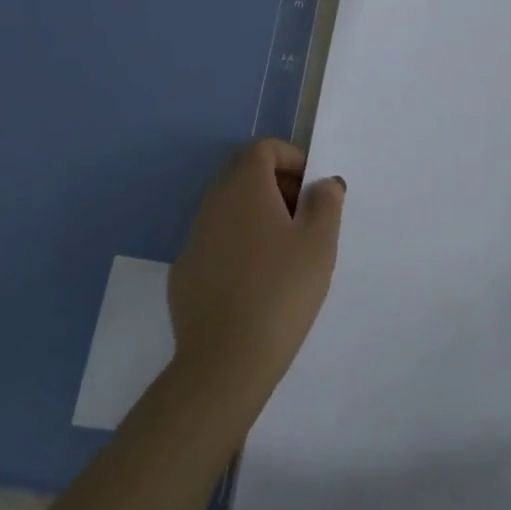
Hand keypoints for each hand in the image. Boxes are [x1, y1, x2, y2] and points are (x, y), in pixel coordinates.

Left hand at [169, 139, 344, 417]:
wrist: (224, 361)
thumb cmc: (280, 292)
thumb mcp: (319, 244)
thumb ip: (326, 203)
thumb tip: (324, 183)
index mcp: (244, 186)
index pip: (264, 148)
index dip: (292, 158)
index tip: (313, 189)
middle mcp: (213, 202)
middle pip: (243, 172)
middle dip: (275, 183)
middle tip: (302, 216)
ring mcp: (193, 237)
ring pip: (228, 207)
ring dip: (256, 214)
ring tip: (284, 252)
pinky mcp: (184, 271)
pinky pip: (215, 241)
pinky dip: (237, 244)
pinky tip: (254, 281)